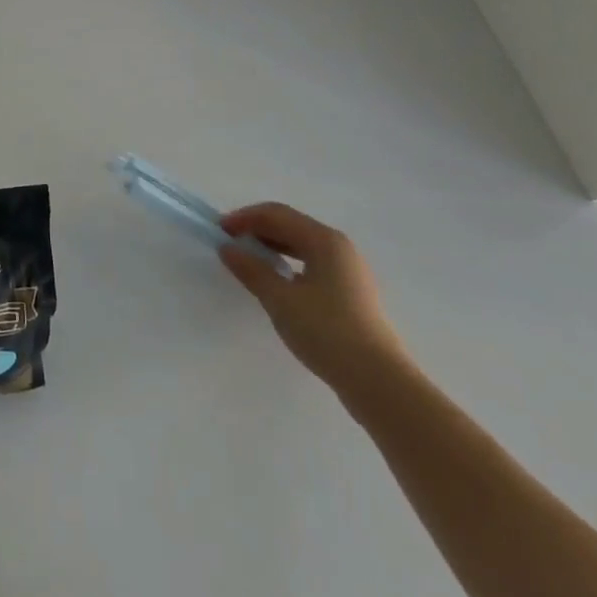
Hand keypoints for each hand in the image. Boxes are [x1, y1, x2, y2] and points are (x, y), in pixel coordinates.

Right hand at [218, 202, 409, 393]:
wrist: (378, 381)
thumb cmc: (326, 331)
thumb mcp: (280, 299)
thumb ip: (251, 269)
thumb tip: (227, 248)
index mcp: (324, 240)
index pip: (277, 214)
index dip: (244, 218)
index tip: (219, 231)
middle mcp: (339, 248)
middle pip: (291, 225)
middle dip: (257, 230)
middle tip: (229, 245)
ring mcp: (349, 271)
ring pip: (302, 245)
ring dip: (272, 246)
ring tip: (248, 261)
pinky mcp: (351, 293)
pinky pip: (312, 264)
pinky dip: (288, 263)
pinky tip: (276, 281)